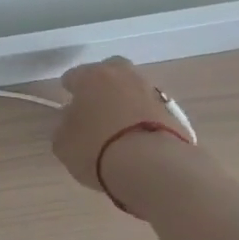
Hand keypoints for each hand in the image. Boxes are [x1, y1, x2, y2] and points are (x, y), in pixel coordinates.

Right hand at [52, 56, 188, 195]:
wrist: (154, 168)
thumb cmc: (97, 148)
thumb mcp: (63, 143)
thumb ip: (64, 127)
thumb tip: (71, 121)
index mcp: (91, 76)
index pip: (74, 76)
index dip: (69, 91)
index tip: (68, 108)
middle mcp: (123, 76)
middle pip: (111, 72)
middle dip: (103, 85)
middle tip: (96, 108)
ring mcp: (152, 93)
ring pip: (134, 90)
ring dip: (127, 103)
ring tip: (119, 129)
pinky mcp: (175, 114)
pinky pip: (152, 112)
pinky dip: (144, 121)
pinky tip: (138, 140)